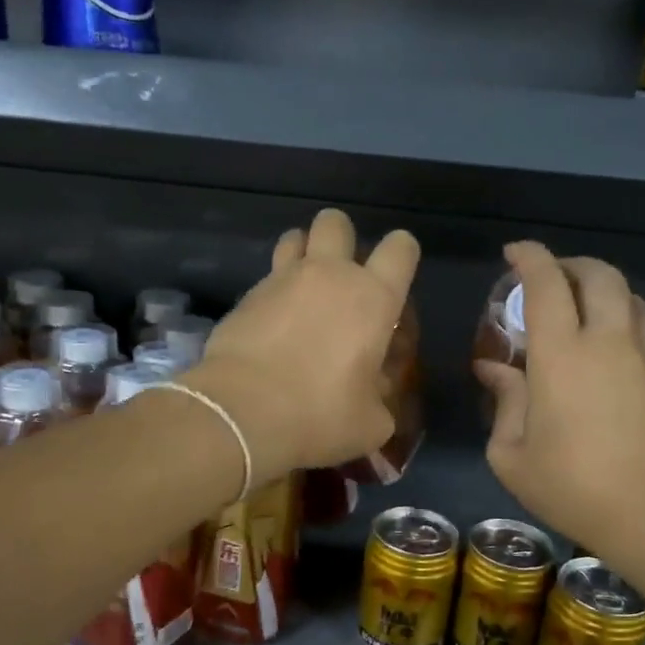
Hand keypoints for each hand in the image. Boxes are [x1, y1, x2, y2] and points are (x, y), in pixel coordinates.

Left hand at [186, 209, 418, 484]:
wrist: (243, 413)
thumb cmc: (320, 414)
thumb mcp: (370, 422)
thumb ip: (379, 398)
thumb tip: (371, 393)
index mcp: (373, 298)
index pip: (400, 248)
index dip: (402, 254)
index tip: (395, 276)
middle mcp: (329, 275)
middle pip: (336, 222)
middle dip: (341, 238)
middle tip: (340, 274)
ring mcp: (282, 279)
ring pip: (294, 237)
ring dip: (302, 253)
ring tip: (302, 288)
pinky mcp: (246, 295)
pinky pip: (266, 277)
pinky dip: (273, 292)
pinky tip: (271, 323)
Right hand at [474, 241, 644, 564]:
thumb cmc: (571, 486)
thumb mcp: (511, 453)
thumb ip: (504, 401)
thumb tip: (492, 369)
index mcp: (561, 355)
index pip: (546, 284)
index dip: (529, 258)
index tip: (513, 253)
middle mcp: (607, 342)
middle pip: (599, 275)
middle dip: (571, 264)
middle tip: (548, 278)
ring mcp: (644, 357)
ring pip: (629, 297)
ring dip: (602, 289)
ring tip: (581, 308)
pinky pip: (644, 329)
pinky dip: (622, 320)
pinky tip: (606, 351)